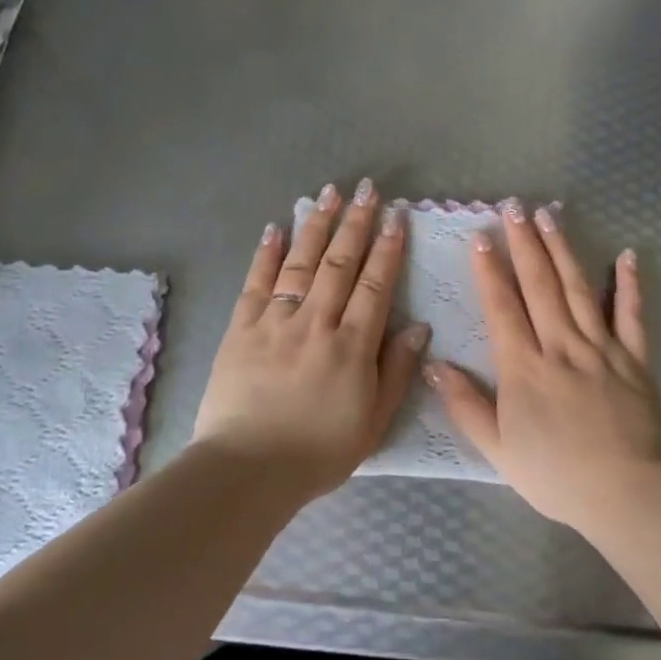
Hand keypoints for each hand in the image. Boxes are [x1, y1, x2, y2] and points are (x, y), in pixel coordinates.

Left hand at [194, 180, 428, 495]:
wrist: (246, 470)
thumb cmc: (318, 453)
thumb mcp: (373, 423)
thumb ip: (396, 372)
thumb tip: (418, 327)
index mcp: (352, 346)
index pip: (376, 285)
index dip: (388, 248)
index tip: (396, 216)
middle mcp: (316, 322)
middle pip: (340, 264)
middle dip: (356, 223)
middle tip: (367, 189)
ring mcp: (275, 321)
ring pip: (301, 263)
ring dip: (317, 225)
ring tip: (329, 193)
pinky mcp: (241, 328)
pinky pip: (256, 282)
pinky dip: (267, 253)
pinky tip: (277, 227)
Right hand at [426, 201, 660, 538]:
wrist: (627, 493)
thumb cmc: (556, 476)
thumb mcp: (498, 450)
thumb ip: (466, 406)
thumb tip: (434, 365)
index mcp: (524, 368)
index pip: (502, 307)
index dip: (489, 270)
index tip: (480, 236)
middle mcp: (560, 346)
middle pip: (539, 286)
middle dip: (524, 244)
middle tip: (513, 207)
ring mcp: (601, 348)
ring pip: (578, 289)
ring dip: (561, 250)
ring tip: (549, 216)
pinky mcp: (634, 358)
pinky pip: (631, 315)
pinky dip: (628, 284)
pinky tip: (625, 255)